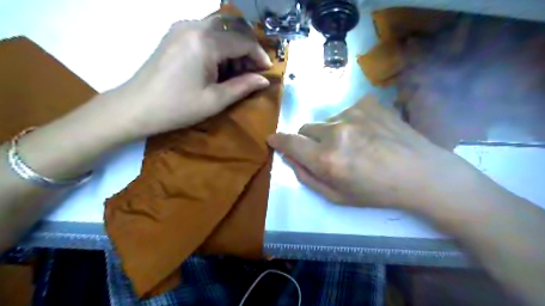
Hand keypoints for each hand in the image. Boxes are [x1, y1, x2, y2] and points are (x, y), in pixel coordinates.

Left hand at [101, 16, 271, 139]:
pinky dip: (219, 45)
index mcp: (205, 42)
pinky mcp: (175, 34)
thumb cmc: (178, 107)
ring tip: (235, 71)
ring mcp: (181, 27)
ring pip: (219, 28)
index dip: (259, 55)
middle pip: (232, 28)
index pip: (243, 41)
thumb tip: (264, 79)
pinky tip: (218, 65)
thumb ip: (243, 87)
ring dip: (233, 46)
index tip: (267, 70)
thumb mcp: (215, 100)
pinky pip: (205, 31)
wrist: (136, 107)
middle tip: (252, 70)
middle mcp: (193, 25)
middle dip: (247, 48)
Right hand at [268, 96, 477, 212]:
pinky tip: (369, 134)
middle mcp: (336, 132)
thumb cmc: (377, 192)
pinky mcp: (368, 103)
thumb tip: (289, 157)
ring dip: (331, 133)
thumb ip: (307, 177)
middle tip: (329, 153)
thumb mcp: (337, 196)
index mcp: (327, 159)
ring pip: (326, 121)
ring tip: (356, 145)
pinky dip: (350, 123)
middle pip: (306, 128)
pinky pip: (346, 112)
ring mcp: (353, 113)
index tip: (273, 139)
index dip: (278, 140)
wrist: (422, 173)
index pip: (290, 142)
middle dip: (310, 141)